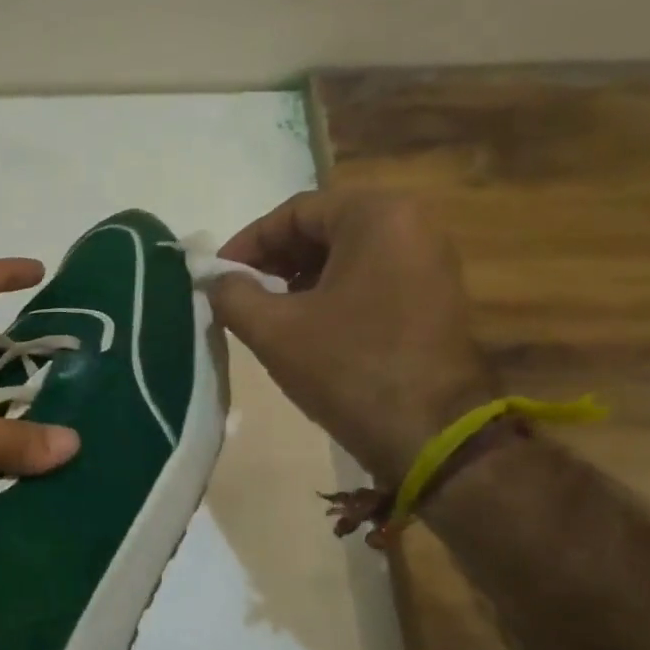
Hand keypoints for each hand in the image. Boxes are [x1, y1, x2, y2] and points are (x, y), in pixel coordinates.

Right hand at [208, 187, 494, 483]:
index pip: (294, 213)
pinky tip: (305, 327)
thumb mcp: (274, 329)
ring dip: (299, 279)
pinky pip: (371, 278)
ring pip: (346, 256)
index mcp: (377, 216)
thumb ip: (232, 294)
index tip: (218, 276)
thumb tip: (214, 279)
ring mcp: (429, 262)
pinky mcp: (435, 297)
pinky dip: (332, 293)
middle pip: (323, 230)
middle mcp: (412, 225)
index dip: (248, 243)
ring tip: (266, 314)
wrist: (432, 436)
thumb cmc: (349, 368)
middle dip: (274, 262)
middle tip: (238, 295)